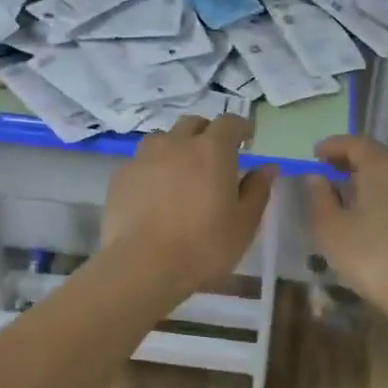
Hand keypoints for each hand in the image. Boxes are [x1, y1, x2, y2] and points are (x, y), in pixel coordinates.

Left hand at [101, 115, 275, 297]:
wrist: (142, 265)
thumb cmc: (203, 246)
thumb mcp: (244, 224)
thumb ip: (257, 190)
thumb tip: (266, 168)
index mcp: (212, 150)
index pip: (229, 122)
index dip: (240, 129)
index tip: (246, 142)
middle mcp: (176, 143)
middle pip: (193, 124)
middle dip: (207, 134)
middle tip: (214, 158)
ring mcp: (144, 157)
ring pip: (163, 139)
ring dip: (176, 148)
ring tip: (180, 173)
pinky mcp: (121, 176)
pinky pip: (141, 162)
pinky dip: (152, 169)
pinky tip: (154, 195)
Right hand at [304, 136, 387, 325]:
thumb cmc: (373, 257)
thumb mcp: (331, 228)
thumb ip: (319, 197)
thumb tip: (318, 177)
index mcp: (384, 167)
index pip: (355, 143)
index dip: (332, 146)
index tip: (314, 154)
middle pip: (377, 157)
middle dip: (350, 163)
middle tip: (327, 175)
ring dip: (369, 180)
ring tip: (347, 198)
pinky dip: (386, 195)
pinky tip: (373, 217)